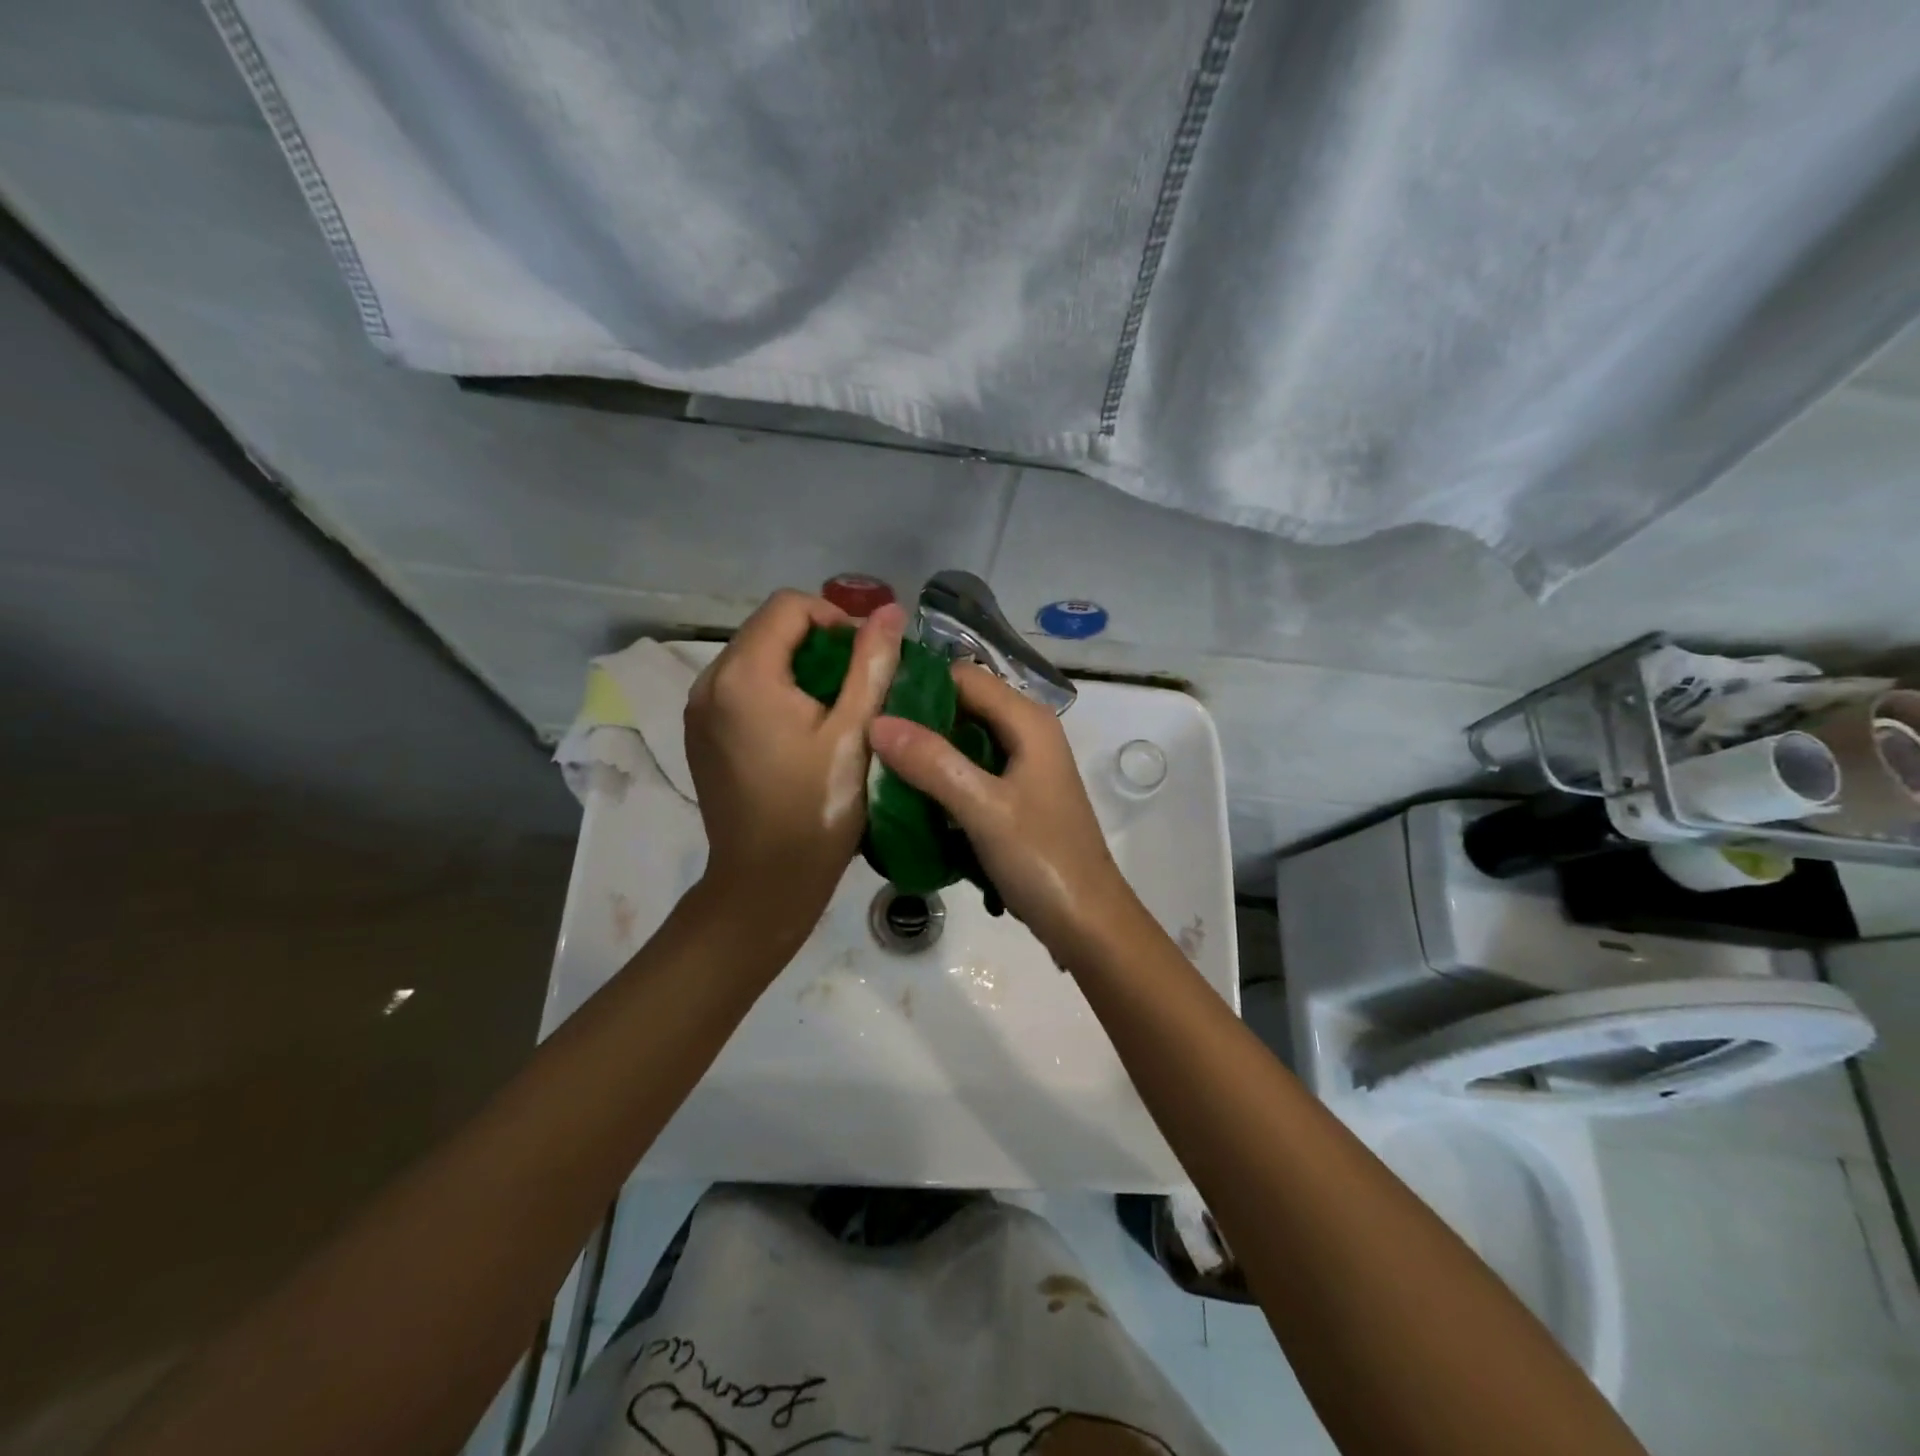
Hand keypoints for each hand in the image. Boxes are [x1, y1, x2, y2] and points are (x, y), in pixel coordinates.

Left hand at [685, 590, 904, 947]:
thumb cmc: (817, 808)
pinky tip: (800, 727)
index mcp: (744, 675)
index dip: (835, 617)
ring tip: (834, 705)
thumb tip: (891, 611)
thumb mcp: (855, 732)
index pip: (789, 606)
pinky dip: (773, 690)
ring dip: (796, 665)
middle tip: (857, 682)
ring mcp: (697, 710)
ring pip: (753, 657)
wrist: (765, 882)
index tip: (866, 657)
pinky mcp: (699, 734)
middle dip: (817, 641)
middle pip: (768, 629)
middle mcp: (709, 682)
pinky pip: (739, 687)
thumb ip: (872, 663)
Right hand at [868, 664, 1134, 957]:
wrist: (1088, 922)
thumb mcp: (983, 808)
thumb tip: (876, 722)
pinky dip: (941, 778)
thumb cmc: (1042, 860)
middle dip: (916, 718)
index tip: (869, 702)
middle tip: (864, 737)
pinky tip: (908, 796)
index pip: (963, 677)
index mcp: (1028, 721)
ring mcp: (1022, 767)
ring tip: (875, 765)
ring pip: (963, 741)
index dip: (917, 683)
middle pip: (962, 706)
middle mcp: (1027, 733)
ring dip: (925, 752)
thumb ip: (932, 762)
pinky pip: (970, 772)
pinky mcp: (1015, 797)